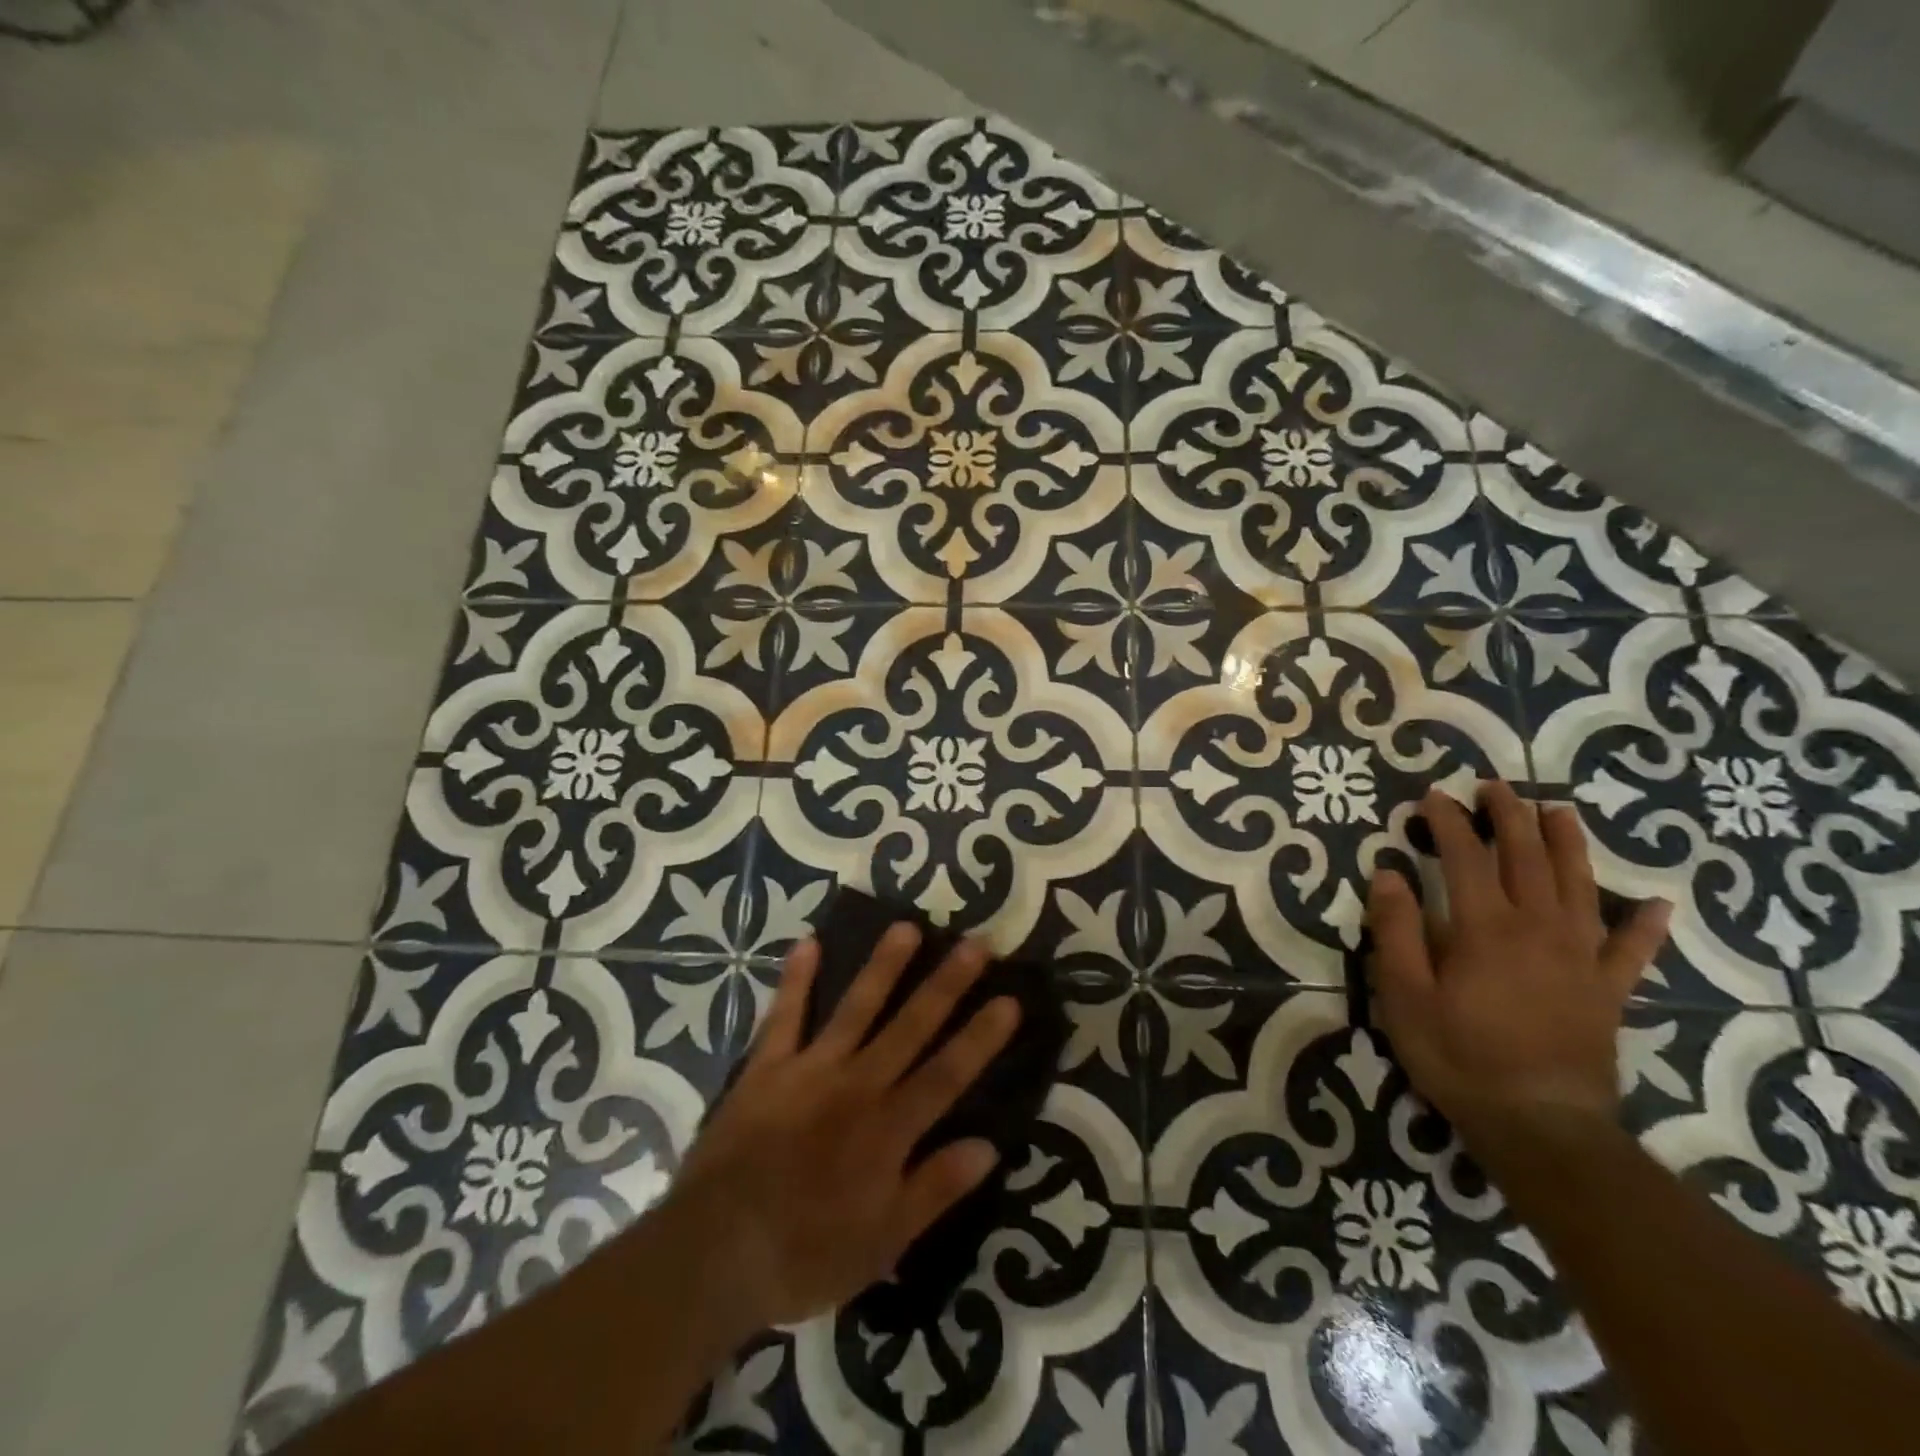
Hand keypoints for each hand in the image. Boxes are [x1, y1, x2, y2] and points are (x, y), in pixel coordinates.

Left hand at [658, 926, 1018, 1340]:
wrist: (714, 1253)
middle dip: (946, 984)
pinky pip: (784, 1016)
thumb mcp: (882, 1244)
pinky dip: (795, 980)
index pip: (947, 1073)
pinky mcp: (767, 1067)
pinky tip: (807, 942)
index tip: (1009, 998)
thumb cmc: (805, 1254)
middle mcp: (857, 1085)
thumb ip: (934, 1189)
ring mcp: (811, 1069)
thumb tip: (988, 1146)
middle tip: (975, 944)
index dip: (981, 1036)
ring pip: (856, 1007)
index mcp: (888, 1128)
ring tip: (906, 926)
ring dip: (883, 966)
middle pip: (910, 1026)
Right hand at [1367, 782, 1671, 1150]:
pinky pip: (1630, 952)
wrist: (1540, 1125)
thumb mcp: (1403, 994)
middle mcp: (1537, 929)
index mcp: (1484, 928)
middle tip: (1495, 786)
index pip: (1465, 858)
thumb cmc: (1458, 1055)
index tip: (1434, 795)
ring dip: (1568, 846)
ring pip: (1578, 888)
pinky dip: (1644, 927)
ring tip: (1559, 812)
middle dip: (1510, 817)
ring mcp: (1579, 959)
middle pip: (1526, 859)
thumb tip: (1388, 873)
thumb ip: (1395, 930)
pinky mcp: (1606, 992)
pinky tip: (1655, 906)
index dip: (1449, 821)